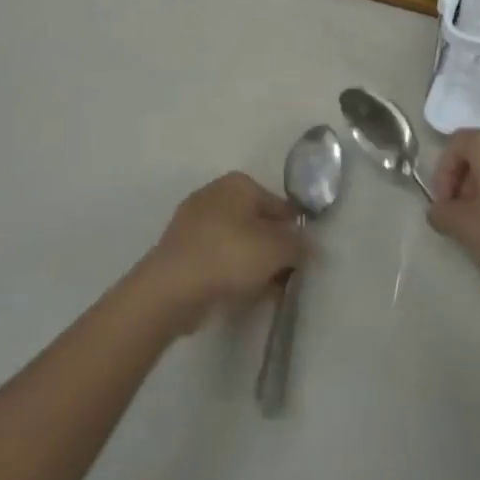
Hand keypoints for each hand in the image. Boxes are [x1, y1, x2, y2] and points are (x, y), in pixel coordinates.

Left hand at [139, 173, 306, 331]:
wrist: (171, 289)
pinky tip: (241, 295)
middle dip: (273, 249)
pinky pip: (216, 260)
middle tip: (286, 276)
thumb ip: (299, 245)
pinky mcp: (179, 252)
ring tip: (266, 291)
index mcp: (238, 183)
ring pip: (236, 243)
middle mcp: (214, 195)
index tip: (303, 258)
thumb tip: (309, 246)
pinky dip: (230, 274)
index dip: (294, 231)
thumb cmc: (229, 256)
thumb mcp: (277, 249)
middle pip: (256, 224)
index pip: (279, 205)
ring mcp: (192, 223)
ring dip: (253, 265)